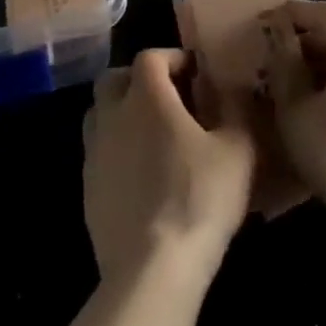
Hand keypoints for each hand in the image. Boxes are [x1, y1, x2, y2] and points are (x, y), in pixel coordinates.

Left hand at [82, 49, 257, 284]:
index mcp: (145, 96)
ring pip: (101, 115)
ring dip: (123, 114)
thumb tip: (236, 88)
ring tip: (154, 135)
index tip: (196, 73)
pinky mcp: (87, 189)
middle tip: (169, 98)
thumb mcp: (237, 150)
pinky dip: (117, 151)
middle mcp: (112, 115)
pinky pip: (99, 153)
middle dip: (139, 80)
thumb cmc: (198, 198)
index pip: (150, 56)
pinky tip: (142, 175)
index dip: (173, 58)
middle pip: (114, 79)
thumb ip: (237, 109)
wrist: (151, 269)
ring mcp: (94, 153)